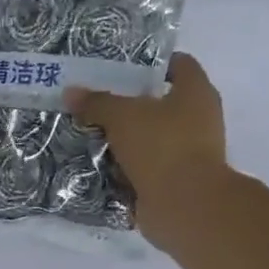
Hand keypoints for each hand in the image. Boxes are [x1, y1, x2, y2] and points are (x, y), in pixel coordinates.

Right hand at [69, 54, 234, 252]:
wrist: (184, 206)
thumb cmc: (162, 147)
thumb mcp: (122, 116)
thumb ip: (96, 103)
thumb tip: (71, 92)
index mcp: (196, 92)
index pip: (177, 64)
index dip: (149, 62)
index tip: (118, 67)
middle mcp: (198, 119)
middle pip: (159, 103)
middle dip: (127, 104)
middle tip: (94, 103)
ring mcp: (187, 153)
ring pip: (149, 138)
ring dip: (123, 139)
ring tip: (89, 134)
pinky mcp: (173, 181)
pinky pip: (143, 167)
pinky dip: (124, 167)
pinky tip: (97, 164)